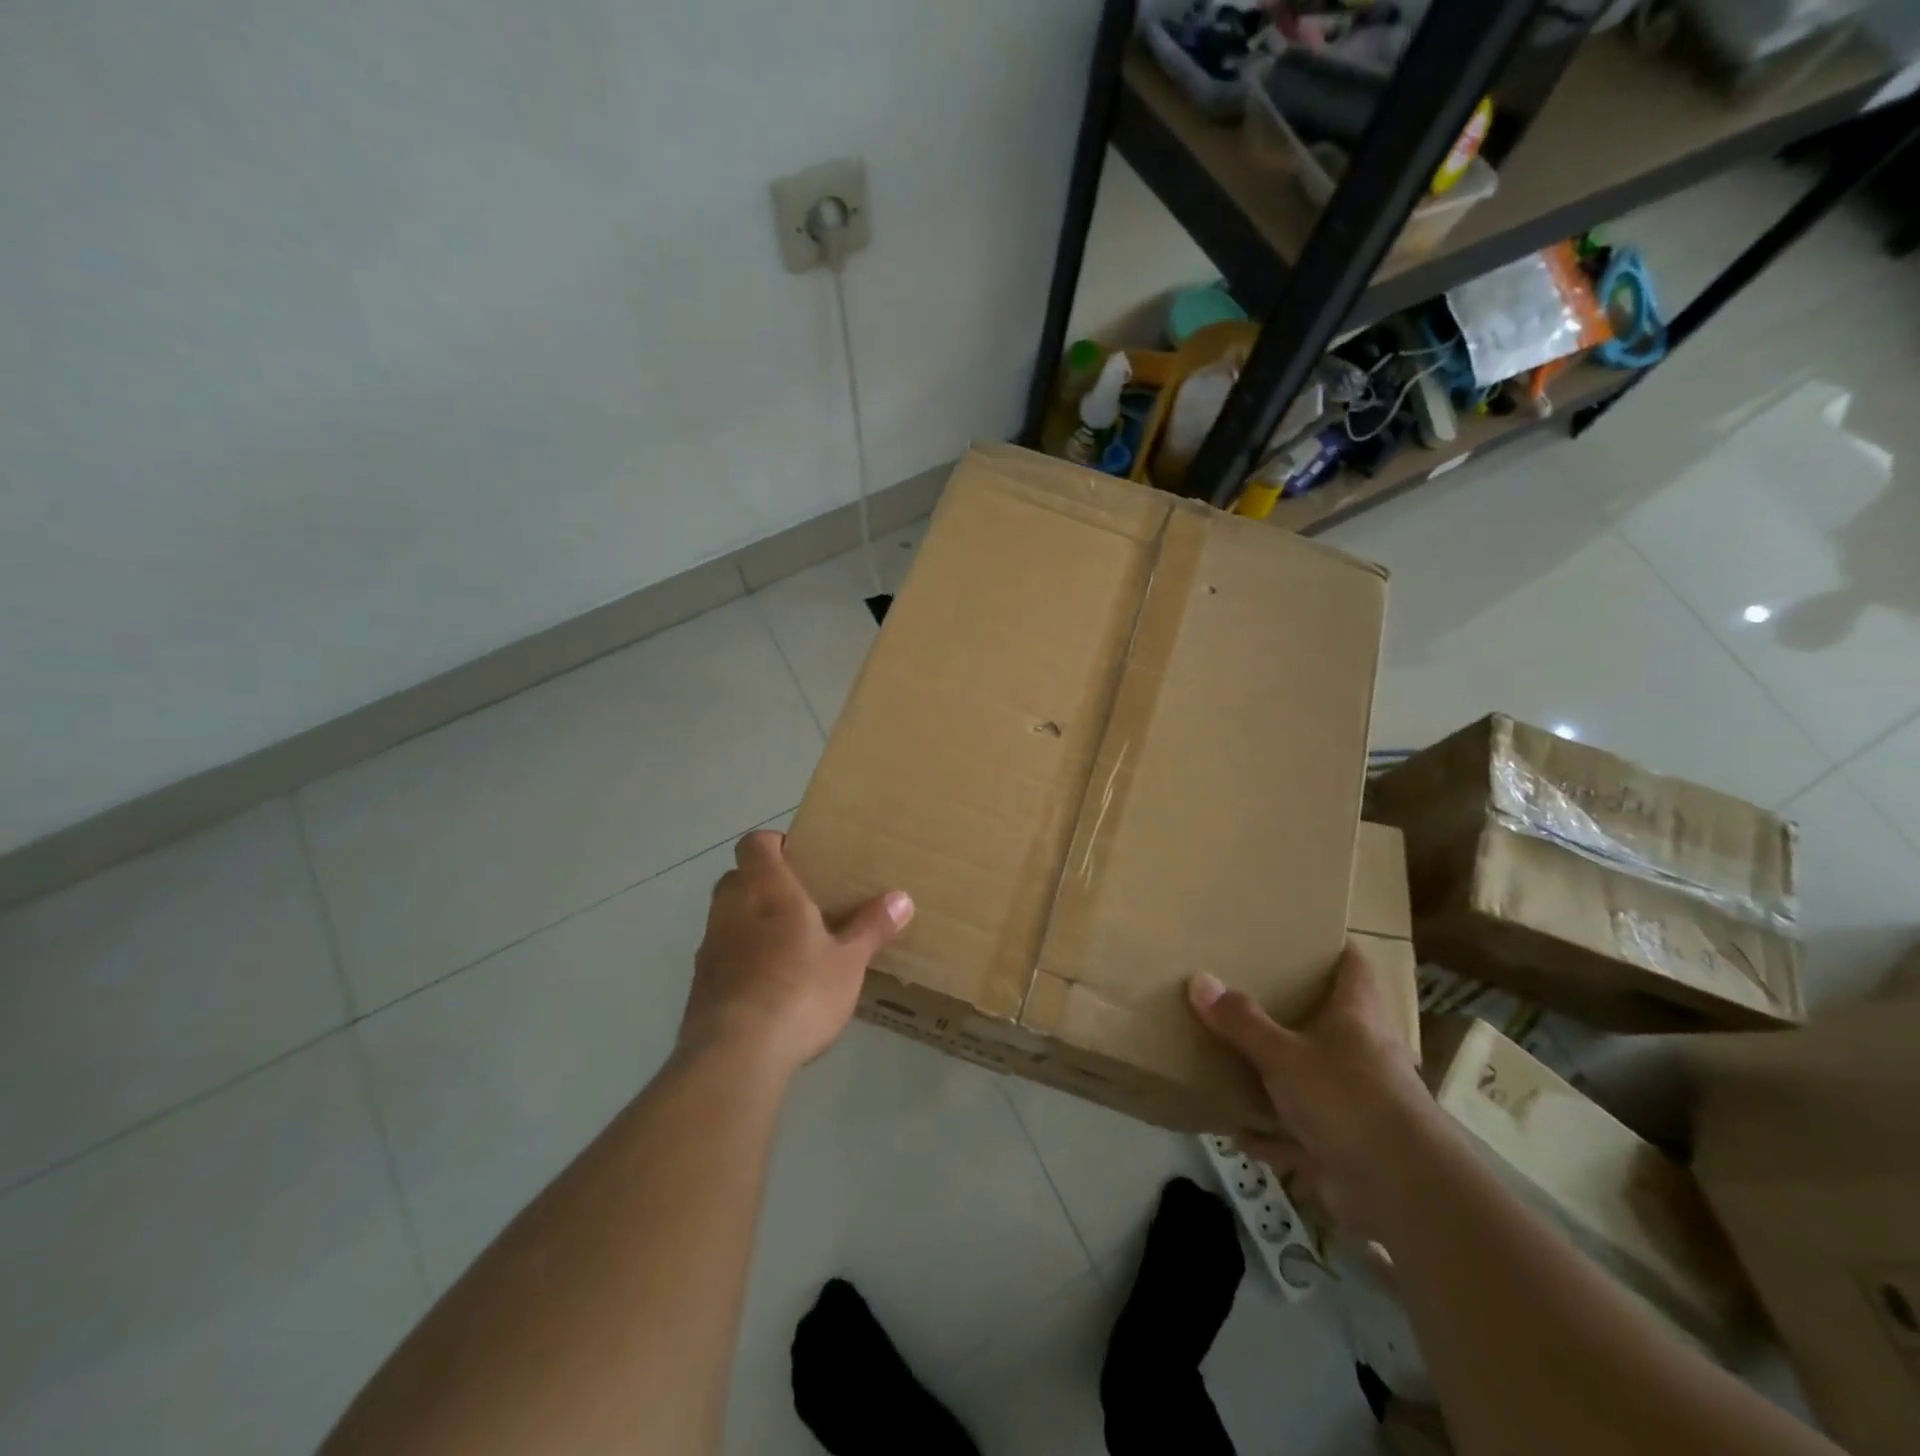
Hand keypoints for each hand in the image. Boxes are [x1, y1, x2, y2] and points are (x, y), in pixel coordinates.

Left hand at [682, 830, 913, 1077]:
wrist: (735, 1057)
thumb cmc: (799, 993)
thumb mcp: (848, 962)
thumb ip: (871, 928)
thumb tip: (902, 898)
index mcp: (768, 891)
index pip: (754, 844)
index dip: (772, 843)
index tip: (798, 856)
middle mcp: (731, 909)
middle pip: (737, 878)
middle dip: (761, 883)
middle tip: (798, 902)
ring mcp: (710, 947)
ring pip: (726, 917)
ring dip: (749, 922)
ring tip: (786, 945)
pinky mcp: (699, 985)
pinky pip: (721, 956)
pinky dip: (740, 959)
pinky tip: (767, 986)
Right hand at [1188, 943, 1447, 1238]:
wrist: (1403, 1192)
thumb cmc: (1348, 1099)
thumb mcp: (1284, 1055)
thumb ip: (1241, 1022)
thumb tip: (1199, 979)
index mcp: (1358, 1016)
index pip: (1354, 966)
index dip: (1332, 947)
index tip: (1300, 935)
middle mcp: (1363, 1053)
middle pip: (1330, 1021)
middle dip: (1292, 1011)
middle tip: (1249, 991)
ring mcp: (1357, 1103)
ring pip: (1313, 1078)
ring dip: (1279, 1077)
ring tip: (1235, 1058)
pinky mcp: (1346, 1147)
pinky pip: (1301, 1133)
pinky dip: (1274, 1134)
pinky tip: (1240, 1131)